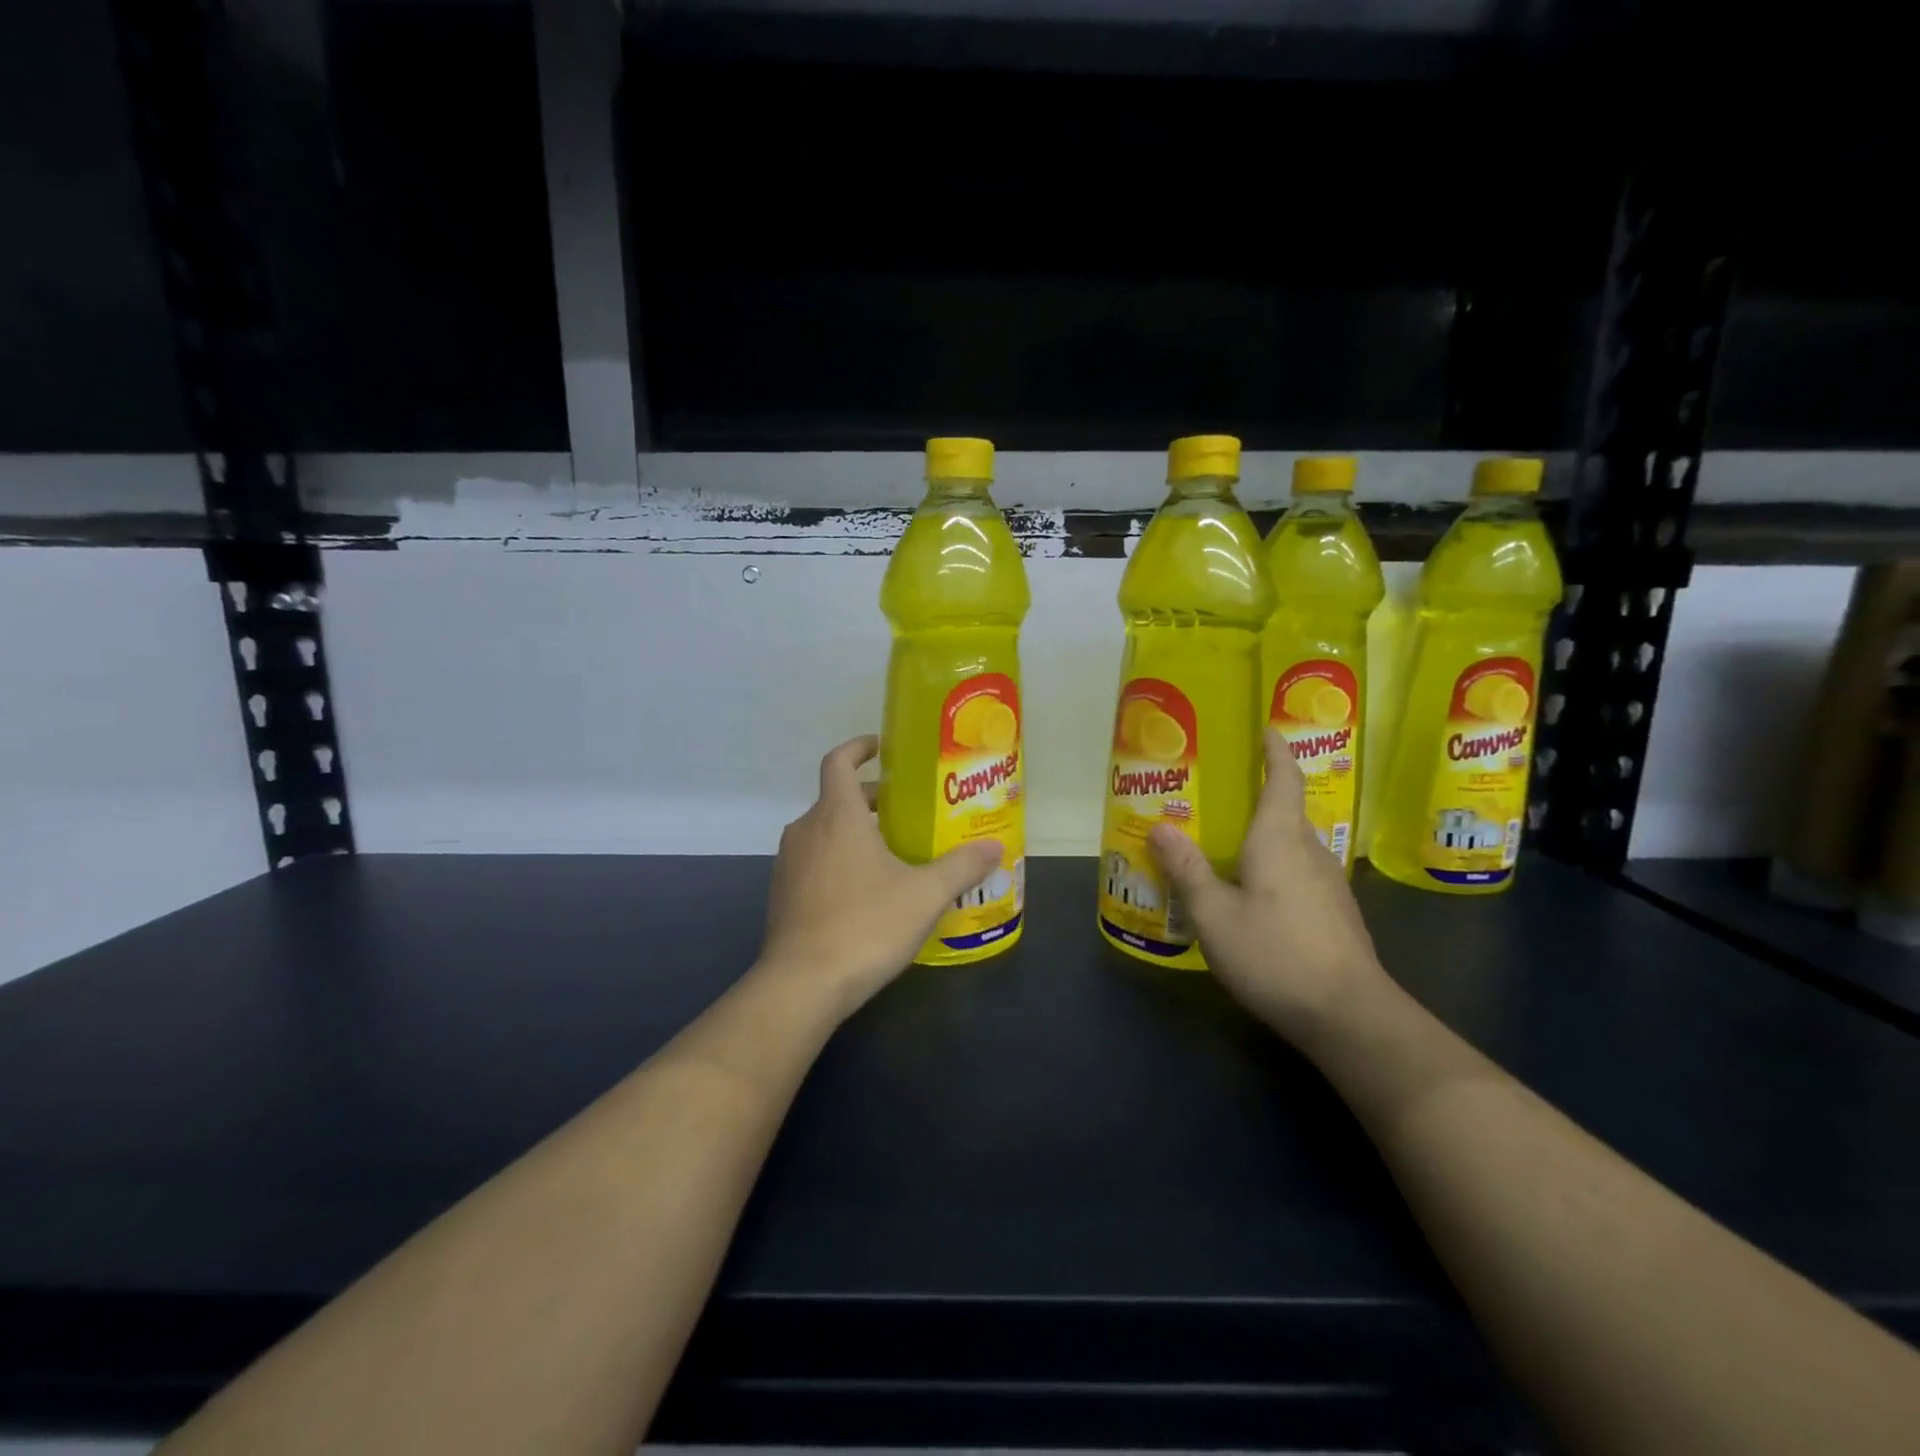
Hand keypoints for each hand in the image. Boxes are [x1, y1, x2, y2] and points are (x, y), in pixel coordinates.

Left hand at [761, 735, 1003, 1018]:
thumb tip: (995, 848)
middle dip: (872, 799)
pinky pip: (815, 861)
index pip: (838, 761)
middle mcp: (806, 830)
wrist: (802, 984)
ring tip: (895, 853)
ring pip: (825, 831)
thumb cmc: (865, 925)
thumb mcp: (925, 895)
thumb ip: (961, 867)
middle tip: (910, 812)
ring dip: (856, 832)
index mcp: (836, 815)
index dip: (859, 747)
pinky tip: (868, 892)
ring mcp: (789, 863)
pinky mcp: (783, 894)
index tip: (883, 748)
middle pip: (837, 798)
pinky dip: (839, 860)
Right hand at [1148, 729, 1388, 1048]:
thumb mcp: (1214, 914)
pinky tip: (1256, 893)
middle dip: (1260, 796)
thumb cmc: (1275, 954)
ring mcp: (1329, 884)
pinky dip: (1276, 866)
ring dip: (1266, 836)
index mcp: (1279, 839)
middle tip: (1220, 796)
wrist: (1349, 1015)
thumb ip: (1187, 869)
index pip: (1283, 780)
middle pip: (1286, 811)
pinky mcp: (1336, 913)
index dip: (1275, 751)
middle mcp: (1310, 851)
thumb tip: (1160, 826)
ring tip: (1229, 845)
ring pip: (1294, 845)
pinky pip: (1300, 872)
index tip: (1267, 728)